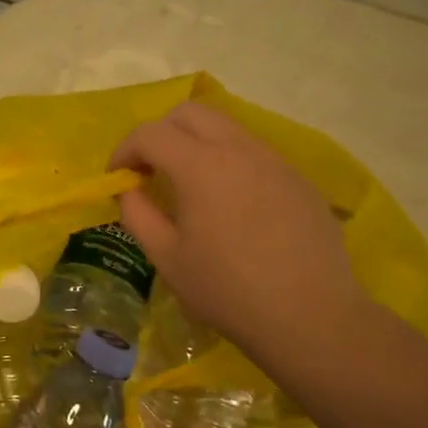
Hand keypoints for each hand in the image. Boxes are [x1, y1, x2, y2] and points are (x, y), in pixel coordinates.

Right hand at [111, 102, 371, 368]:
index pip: (150, 133)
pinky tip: (229, 204)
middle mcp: (238, 149)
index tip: (116, 178)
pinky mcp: (297, 178)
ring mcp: (274, 160)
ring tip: (188, 186)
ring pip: (225, 127)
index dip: (124, 150)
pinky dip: (227, 161)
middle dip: (160, 133)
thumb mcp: (167, 258)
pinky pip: (253, 152)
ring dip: (195, 143)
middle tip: (149, 170)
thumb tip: (128, 189)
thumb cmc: (227, 290)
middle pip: (190, 113)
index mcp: (200, 166)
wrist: (310, 315)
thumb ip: (138, 214)